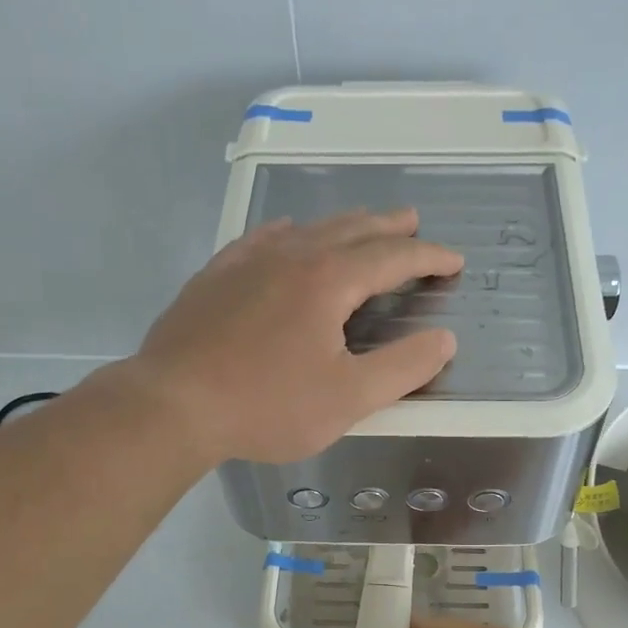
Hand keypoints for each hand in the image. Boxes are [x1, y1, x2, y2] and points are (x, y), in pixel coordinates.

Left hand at [130, 209, 461, 463]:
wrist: (173, 404)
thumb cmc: (267, 405)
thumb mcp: (348, 398)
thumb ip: (403, 368)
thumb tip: (444, 339)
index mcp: (329, 280)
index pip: (393, 257)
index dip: (429, 256)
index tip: (454, 260)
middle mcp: (292, 255)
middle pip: (352, 229)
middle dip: (389, 226)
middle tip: (413, 221)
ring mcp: (248, 261)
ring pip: (308, 228)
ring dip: (343, 225)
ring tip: (361, 224)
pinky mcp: (216, 275)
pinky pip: (262, 238)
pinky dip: (289, 232)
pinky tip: (287, 234)